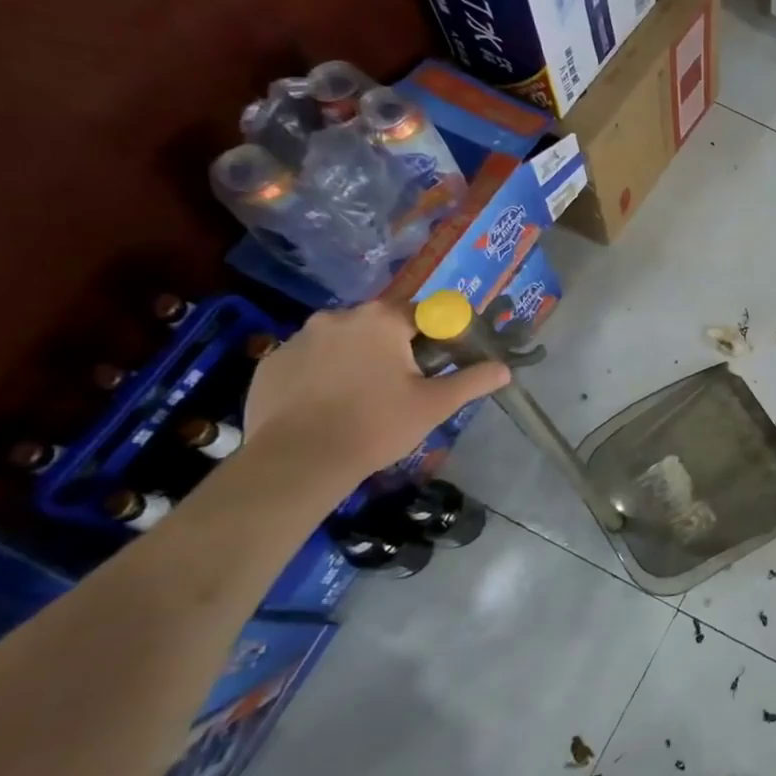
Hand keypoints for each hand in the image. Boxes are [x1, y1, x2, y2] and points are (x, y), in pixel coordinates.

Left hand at [242, 302, 509, 479]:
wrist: (297, 462)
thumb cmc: (376, 425)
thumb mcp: (435, 405)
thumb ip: (473, 380)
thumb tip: (504, 369)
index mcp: (382, 320)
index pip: (424, 313)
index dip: (439, 336)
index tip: (441, 364)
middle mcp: (338, 317)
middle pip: (381, 325)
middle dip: (396, 347)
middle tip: (404, 385)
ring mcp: (298, 338)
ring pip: (343, 341)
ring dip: (357, 358)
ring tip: (363, 398)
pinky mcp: (271, 363)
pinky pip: (309, 360)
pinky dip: (322, 374)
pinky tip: (328, 405)